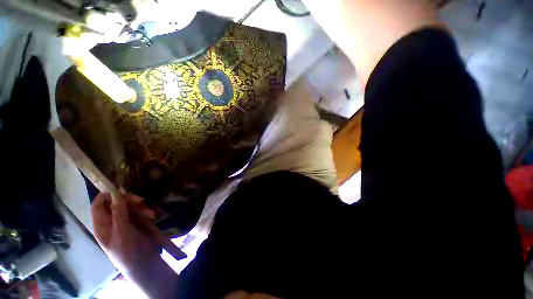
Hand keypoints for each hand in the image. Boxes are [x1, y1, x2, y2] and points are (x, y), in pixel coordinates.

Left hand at [91, 192, 158, 274]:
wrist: (143, 263)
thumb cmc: (128, 251)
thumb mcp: (122, 232)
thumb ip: (118, 213)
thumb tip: (116, 193)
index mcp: (102, 225)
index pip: (98, 204)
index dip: (107, 195)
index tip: (122, 191)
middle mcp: (111, 221)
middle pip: (116, 203)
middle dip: (130, 200)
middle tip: (142, 201)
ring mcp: (124, 222)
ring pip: (129, 206)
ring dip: (141, 206)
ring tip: (152, 213)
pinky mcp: (136, 223)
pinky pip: (139, 211)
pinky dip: (146, 210)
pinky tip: (154, 214)